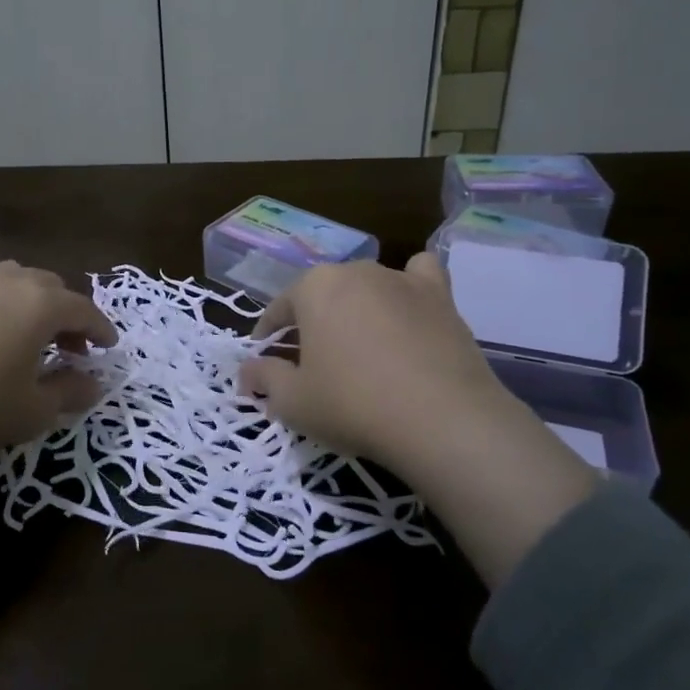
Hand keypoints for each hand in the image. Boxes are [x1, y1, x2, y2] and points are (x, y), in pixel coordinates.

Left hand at [0, 262, 115, 523]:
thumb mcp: (32, 410)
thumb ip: (71, 392)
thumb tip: (94, 383)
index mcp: (39, 303)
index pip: (83, 309)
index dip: (101, 329)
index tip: (109, 347)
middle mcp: (7, 281)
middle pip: (50, 288)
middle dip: (68, 315)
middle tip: (72, 347)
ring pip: (14, 283)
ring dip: (32, 306)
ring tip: (30, 339)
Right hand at [238, 253, 597, 585]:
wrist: (442, 420)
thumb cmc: (353, 405)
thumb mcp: (293, 402)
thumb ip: (264, 378)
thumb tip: (247, 372)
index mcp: (314, 286)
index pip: (280, 309)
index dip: (269, 337)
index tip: (267, 362)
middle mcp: (356, 270)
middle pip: (323, 295)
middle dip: (312, 323)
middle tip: (312, 363)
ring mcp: (402, 279)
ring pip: (367, 287)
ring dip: (356, 309)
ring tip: (359, 347)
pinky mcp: (441, 297)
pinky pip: (419, 276)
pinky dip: (409, 287)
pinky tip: (408, 310)